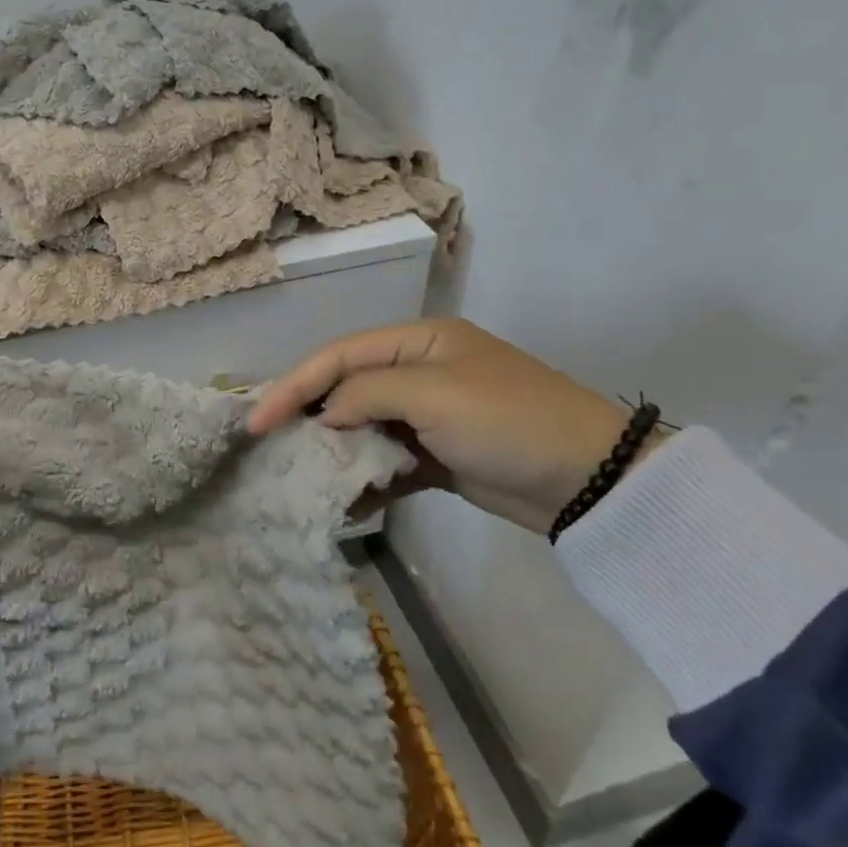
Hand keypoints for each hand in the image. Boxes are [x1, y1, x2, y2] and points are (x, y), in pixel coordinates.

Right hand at [247, 319, 652, 534]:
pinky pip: (387, 464)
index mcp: (416, 342)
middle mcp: (417, 372)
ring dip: (335, 453)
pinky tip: (346, 504)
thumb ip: (367, 393)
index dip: (292, 386)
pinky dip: (366, 482)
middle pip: (344, 389)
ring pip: (361, 428)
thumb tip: (326, 416)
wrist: (591, 480)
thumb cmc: (508, 421)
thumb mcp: (434, 394)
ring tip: (303, 478)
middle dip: (307, 417)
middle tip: (268, 448)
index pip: (337, 357)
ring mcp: (427, 416)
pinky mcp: (437, 456)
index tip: (255, 422)